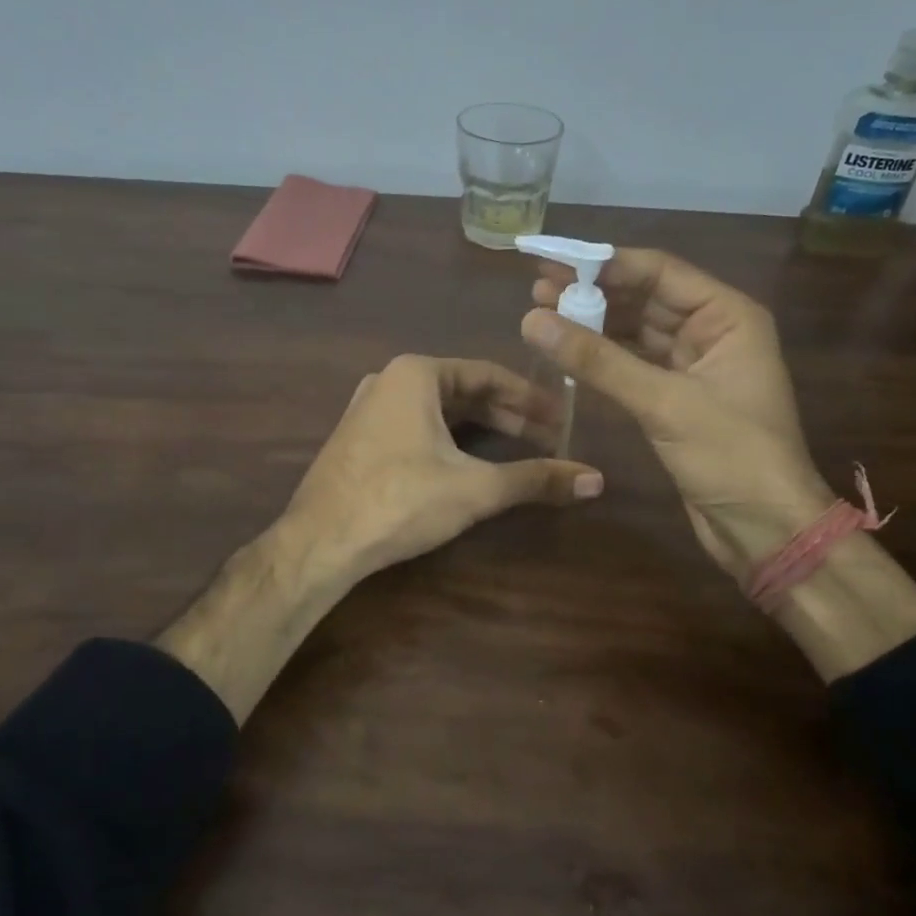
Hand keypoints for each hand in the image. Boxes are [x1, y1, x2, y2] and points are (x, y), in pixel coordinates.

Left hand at [282, 354, 602, 583]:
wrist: (320, 542)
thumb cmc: (400, 501)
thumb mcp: (475, 489)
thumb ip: (535, 479)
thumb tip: (596, 480)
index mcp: (416, 373)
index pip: (489, 374)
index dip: (531, 397)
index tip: (563, 416)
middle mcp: (389, 379)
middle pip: (464, 390)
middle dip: (508, 413)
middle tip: (548, 435)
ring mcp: (369, 408)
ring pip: (439, 409)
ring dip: (480, 426)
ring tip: (519, 446)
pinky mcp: (359, 438)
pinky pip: (416, 425)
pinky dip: (450, 437)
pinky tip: (470, 460)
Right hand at [524, 249, 830, 578]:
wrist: (765, 529)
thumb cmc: (730, 456)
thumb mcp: (664, 402)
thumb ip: (598, 360)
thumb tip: (532, 320)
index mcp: (727, 316)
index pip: (659, 272)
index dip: (605, 263)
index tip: (554, 259)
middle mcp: (713, 331)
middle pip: (645, 297)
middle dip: (593, 291)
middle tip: (537, 285)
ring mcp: (694, 366)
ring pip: (636, 331)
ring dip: (593, 322)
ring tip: (541, 311)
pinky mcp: (677, 398)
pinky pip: (634, 364)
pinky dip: (603, 357)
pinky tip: (567, 349)